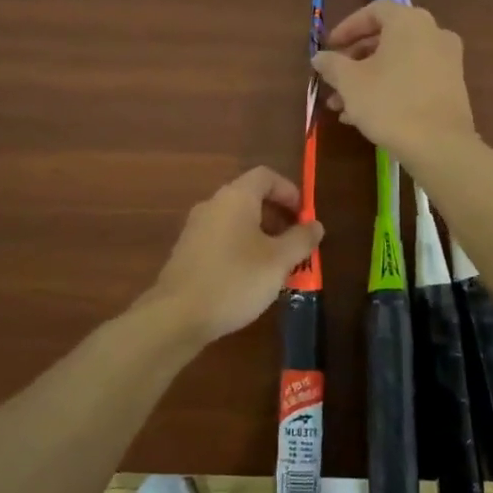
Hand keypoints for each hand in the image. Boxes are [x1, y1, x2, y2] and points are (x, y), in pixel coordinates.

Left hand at [141, 167, 324, 343]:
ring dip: (260, 235)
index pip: (266, 176)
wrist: (177, 315)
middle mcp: (212, 205)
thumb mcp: (278, 261)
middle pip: (250, 197)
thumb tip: (315, 225)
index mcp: (235, 198)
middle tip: (295, 243)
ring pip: (235, 221)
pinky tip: (249, 279)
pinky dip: (240, 248)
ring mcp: (195, 228)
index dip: (289, 190)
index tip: (304, 216)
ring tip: (276, 265)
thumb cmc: (235, 280)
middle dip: (277, 216)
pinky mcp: (186, 252)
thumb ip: (301, 240)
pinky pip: (221, 239)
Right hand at [311, 1, 477, 165]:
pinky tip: (366, 115)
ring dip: (368, 79)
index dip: (347, 27)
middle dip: (355, 60)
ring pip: (398, 62)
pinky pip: (414, 78)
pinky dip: (390, 88)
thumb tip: (319, 57)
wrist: (439, 145)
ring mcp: (447, 60)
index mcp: (409, 22)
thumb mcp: (350, 82)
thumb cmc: (390, 103)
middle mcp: (433, 33)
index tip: (330, 48)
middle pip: (386, 38)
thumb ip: (331, 64)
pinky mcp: (452, 86)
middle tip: (334, 79)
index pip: (374, 11)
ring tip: (342, 105)